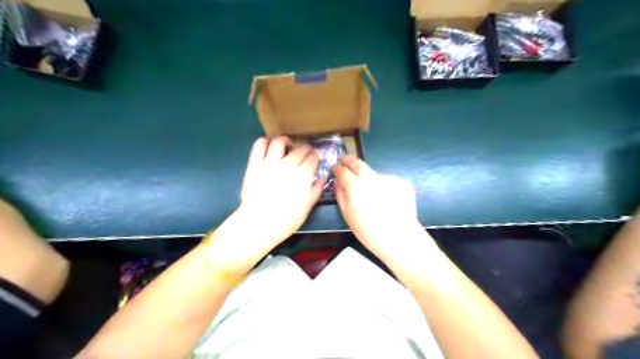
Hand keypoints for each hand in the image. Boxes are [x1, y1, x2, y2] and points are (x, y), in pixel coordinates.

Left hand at [205, 137, 324, 274]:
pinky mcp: (255, 163)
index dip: (315, 156)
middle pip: (300, 149)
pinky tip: (269, 146)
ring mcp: (270, 162)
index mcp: (303, 175)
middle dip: (305, 149)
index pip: (312, 158)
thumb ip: (316, 190)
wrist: (258, 223)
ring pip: (279, 141)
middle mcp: (288, 164)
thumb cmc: (286, 220)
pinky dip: (265, 141)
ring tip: (287, 145)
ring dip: (286, 141)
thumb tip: (322, 178)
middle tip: (303, 153)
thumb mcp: (307, 207)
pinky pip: (259, 145)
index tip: (315, 158)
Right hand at [333, 155, 431, 261]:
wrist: (400, 237)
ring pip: (375, 175)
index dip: (338, 168)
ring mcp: (389, 178)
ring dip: (371, 181)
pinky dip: (386, 188)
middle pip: (358, 163)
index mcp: (355, 186)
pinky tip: (389, 201)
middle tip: (346, 161)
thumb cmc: (369, 231)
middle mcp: (371, 177)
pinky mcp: (402, 182)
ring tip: (375, 198)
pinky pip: (389, 182)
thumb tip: (338, 181)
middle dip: (350, 161)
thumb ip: (341, 195)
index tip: (336, 167)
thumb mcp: (348, 215)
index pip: (343, 171)